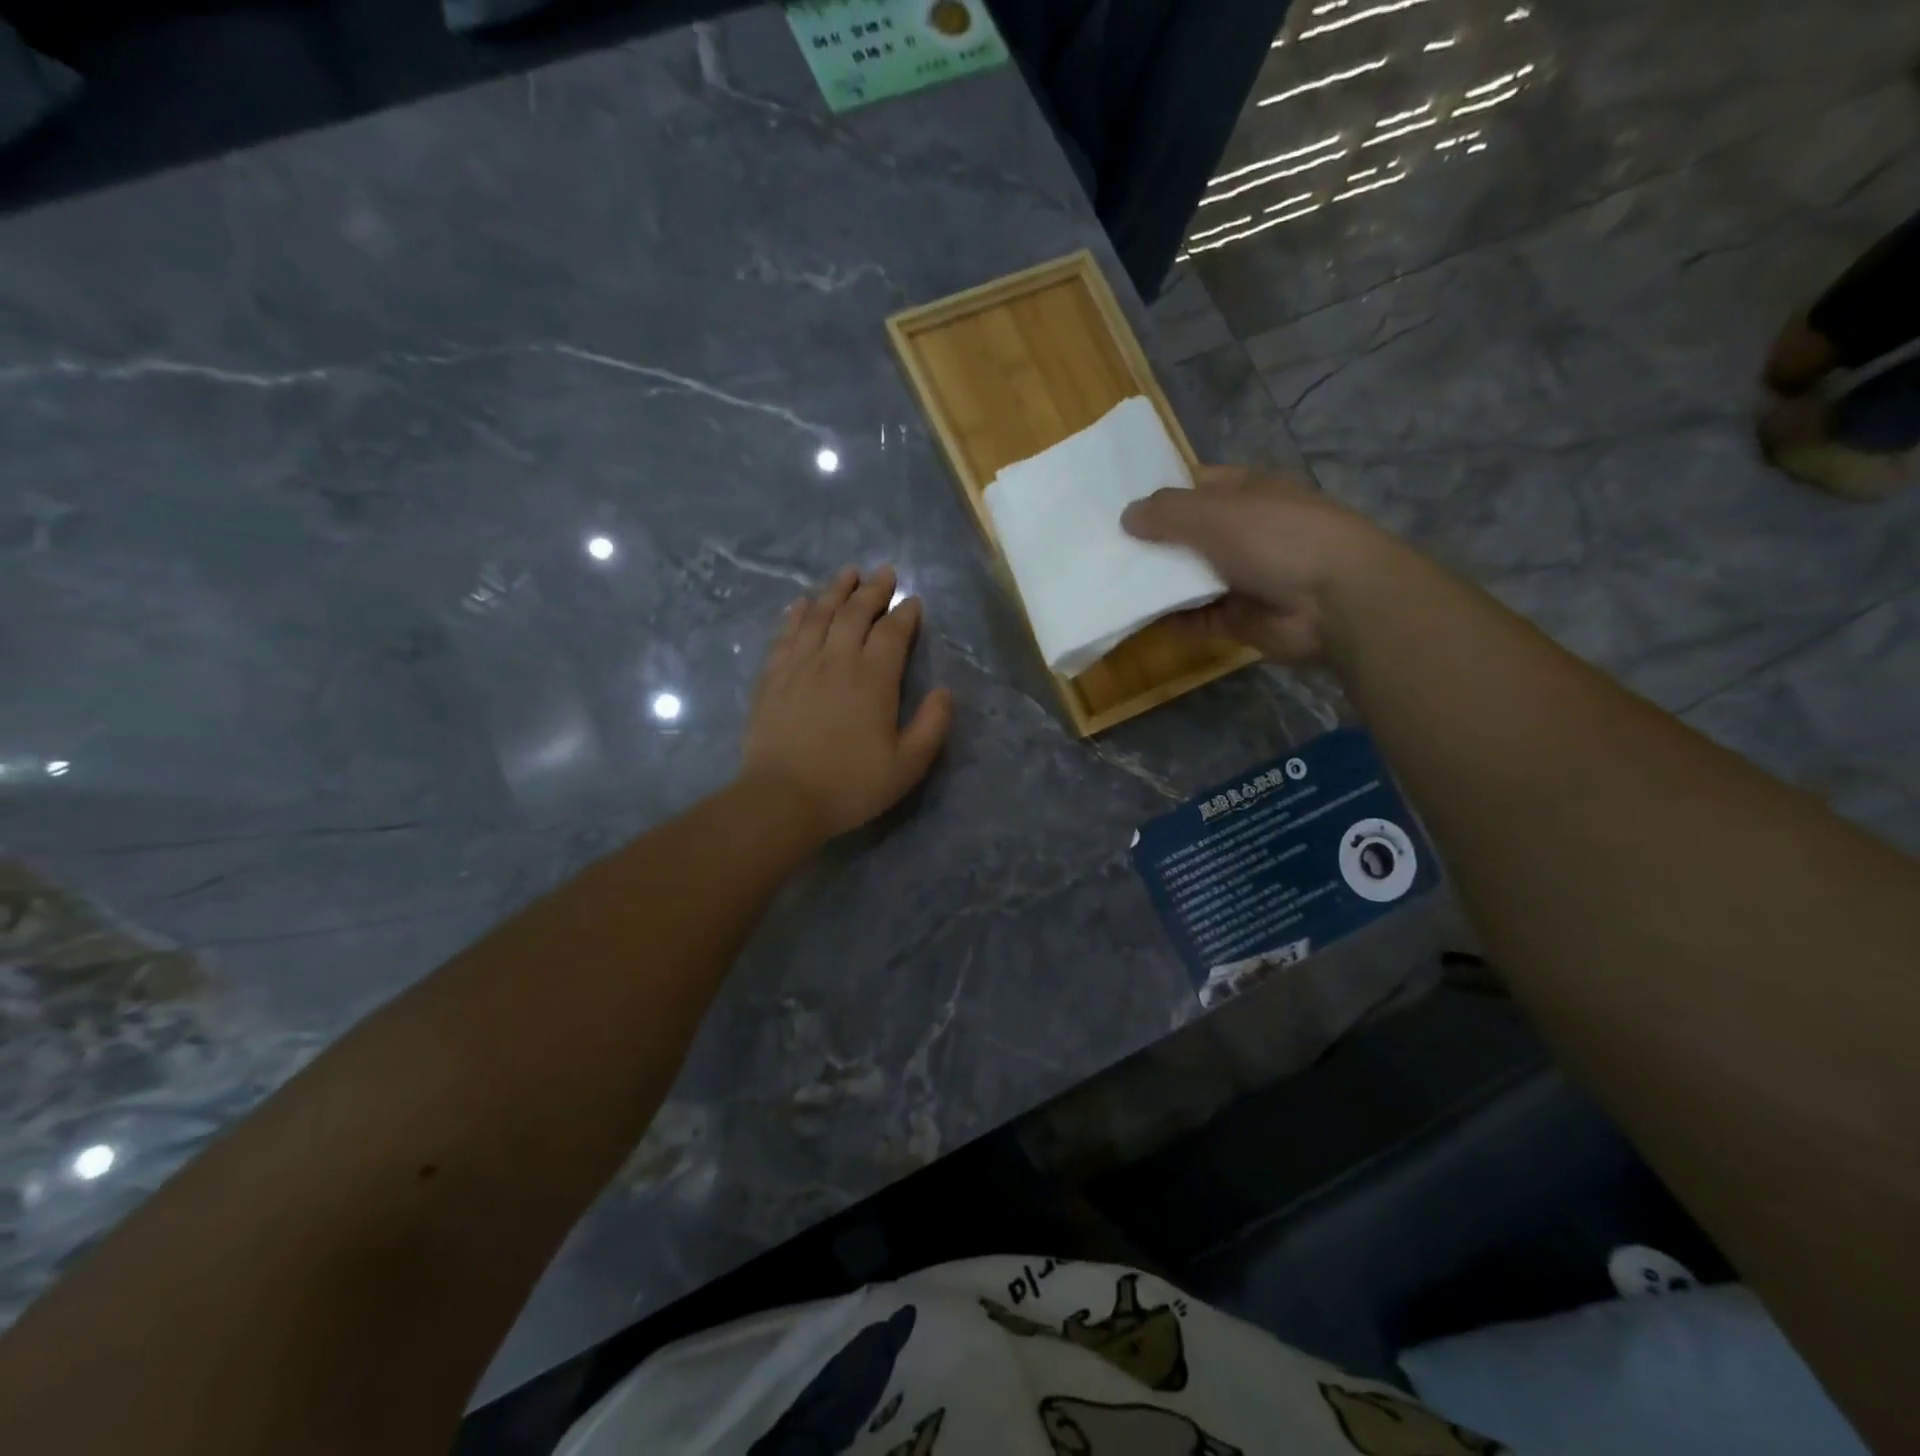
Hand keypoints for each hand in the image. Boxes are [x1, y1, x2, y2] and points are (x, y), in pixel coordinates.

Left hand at [742, 565, 953, 841]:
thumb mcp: (907, 766)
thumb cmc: (850, 785)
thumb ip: (932, 726)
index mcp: (873, 679)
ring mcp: (800, 665)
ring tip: (848, 573)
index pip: (893, 632)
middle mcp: (837, 660)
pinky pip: (786, 634)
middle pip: (855, 613)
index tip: (913, 601)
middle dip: (873, 590)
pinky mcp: (772, 677)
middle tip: (884, 572)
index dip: (905, 613)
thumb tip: (944, 692)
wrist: (782, 798)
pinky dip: (797, 614)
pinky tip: (803, 603)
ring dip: (836, 590)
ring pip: (820, 615)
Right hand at [1121, 466, 1395, 663]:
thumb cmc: (1275, 538)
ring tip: (1109, 584)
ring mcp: (1242, 577)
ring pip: (1188, 578)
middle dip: (1151, 542)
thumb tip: (1126, 516)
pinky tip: (1135, 616)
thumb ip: (1166, 512)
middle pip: (1188, 535)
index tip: (1119, 508)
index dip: (1160, 495)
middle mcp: (1244, 532)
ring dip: (1156, 582)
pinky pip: (1194, 617)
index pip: (1197, 487)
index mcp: (1246, 493)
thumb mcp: (1213, 512)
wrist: (1334, 601)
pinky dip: (1168, 618)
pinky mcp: (1237, 618)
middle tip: (1103, 550)